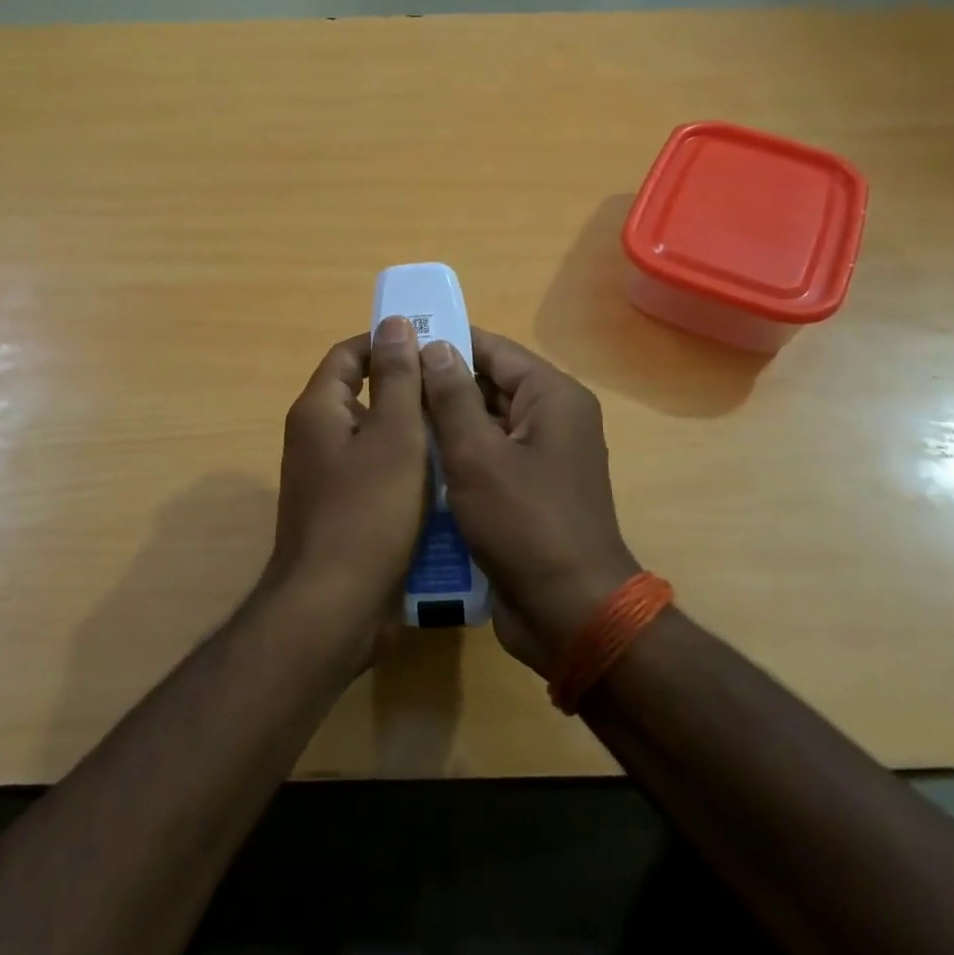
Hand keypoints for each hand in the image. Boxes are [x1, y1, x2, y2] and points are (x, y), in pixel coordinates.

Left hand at [262, 319, 431, 656]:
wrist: (334, 608)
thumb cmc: (367, 512)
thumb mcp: (394, 437)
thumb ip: (397, 378)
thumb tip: (395, 323)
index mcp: (319, 410)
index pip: (349, 355)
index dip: (387, 343)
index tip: (434, 345)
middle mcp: (316, 438)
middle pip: (364, 396)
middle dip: (410, 391)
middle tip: (458, 392)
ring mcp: (327, 479)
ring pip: (377, 440)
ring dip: (414, 435)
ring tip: (463, 432)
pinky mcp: (343, 512)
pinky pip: (378, 477)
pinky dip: (408, 473)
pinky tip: (447, 482)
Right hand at [419, 330, 638, 675]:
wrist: (569, 612)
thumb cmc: (523, 523)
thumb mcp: (476, 453)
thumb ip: (451, 396)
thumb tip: (433, 345)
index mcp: (551, 396)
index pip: (492, 349)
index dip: (445, 341)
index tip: (396, 342)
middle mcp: (552, 418)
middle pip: (488, 385)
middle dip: (439, 386)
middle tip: (385, 386)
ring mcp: (542, 457)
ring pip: (483, 423)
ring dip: (443, 424)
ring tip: (390, 420)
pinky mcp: (528, 490)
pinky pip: (488, 457)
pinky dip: (456, 456)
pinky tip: (414, 462)